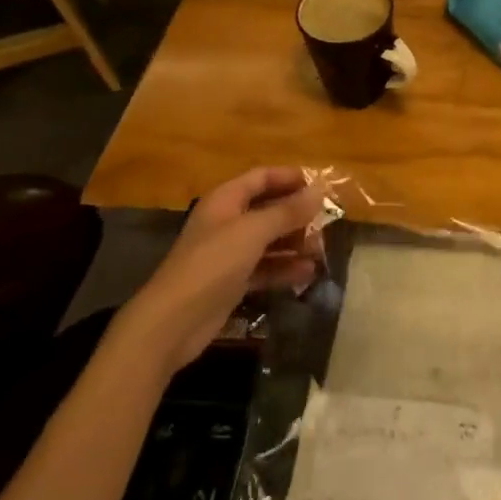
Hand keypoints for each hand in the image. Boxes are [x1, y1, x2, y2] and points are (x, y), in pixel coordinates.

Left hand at [125, 167, 324, 370]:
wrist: (173, 322)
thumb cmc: (213, 263)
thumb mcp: (254, 231)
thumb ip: (288, 211)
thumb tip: (319, 191)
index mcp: (226, 200)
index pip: (262, 177)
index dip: (290, 177)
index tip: (321, 186)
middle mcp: (227, 222)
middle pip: (268, 209)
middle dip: (298, 215)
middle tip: (327, 224)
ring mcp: (229, 253)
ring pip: (269, 240)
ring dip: (295, 243)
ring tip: (321, 251)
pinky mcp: (232, 282)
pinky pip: (265, 268)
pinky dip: (284, 269)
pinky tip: (307, 274)